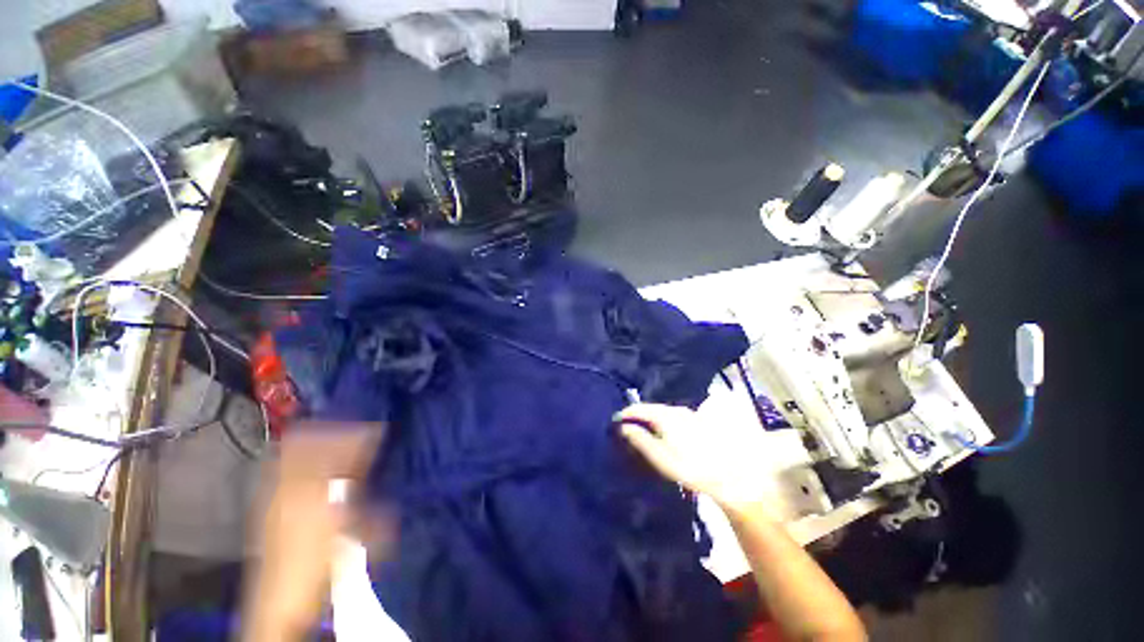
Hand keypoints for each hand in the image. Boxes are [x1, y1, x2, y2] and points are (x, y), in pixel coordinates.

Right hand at [617, 403, 770, 512]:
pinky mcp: (694, 420)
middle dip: (636, 416)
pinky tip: (660, 433)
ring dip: (648, 419)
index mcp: (664, 416)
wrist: (729, 474)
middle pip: (649, 408)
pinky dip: (660, 422)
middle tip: (625, 428)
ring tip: (640, 431)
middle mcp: (674, 410)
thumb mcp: (661, 458)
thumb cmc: (691, 467)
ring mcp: (686, 414)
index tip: (614, 422)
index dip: (624, 414)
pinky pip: (670, 416)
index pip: (638, 408)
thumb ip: (640, 440)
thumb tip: (623, 427)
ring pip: (660, 412)